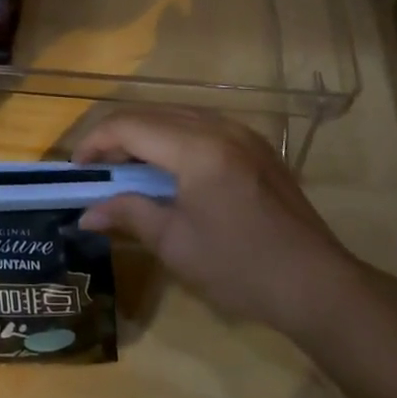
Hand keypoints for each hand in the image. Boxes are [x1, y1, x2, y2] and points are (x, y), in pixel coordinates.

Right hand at [75, 107, 373, 339]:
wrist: (318, 285)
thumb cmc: (241, 268)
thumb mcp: (176, 244)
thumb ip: (128, 215)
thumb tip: (86, 213)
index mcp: (197, 148)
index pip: (130, 126)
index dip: (96, 142)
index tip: (78, 169)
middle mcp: (219, 127)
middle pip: (151, 112)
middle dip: (116, 135)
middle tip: (97, 169)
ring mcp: (241, 132)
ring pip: (175, 114)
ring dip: (144, 133)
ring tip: (126, 167)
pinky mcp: (255, 144)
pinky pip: (200, 124)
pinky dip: (172, 137)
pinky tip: (166, 167)